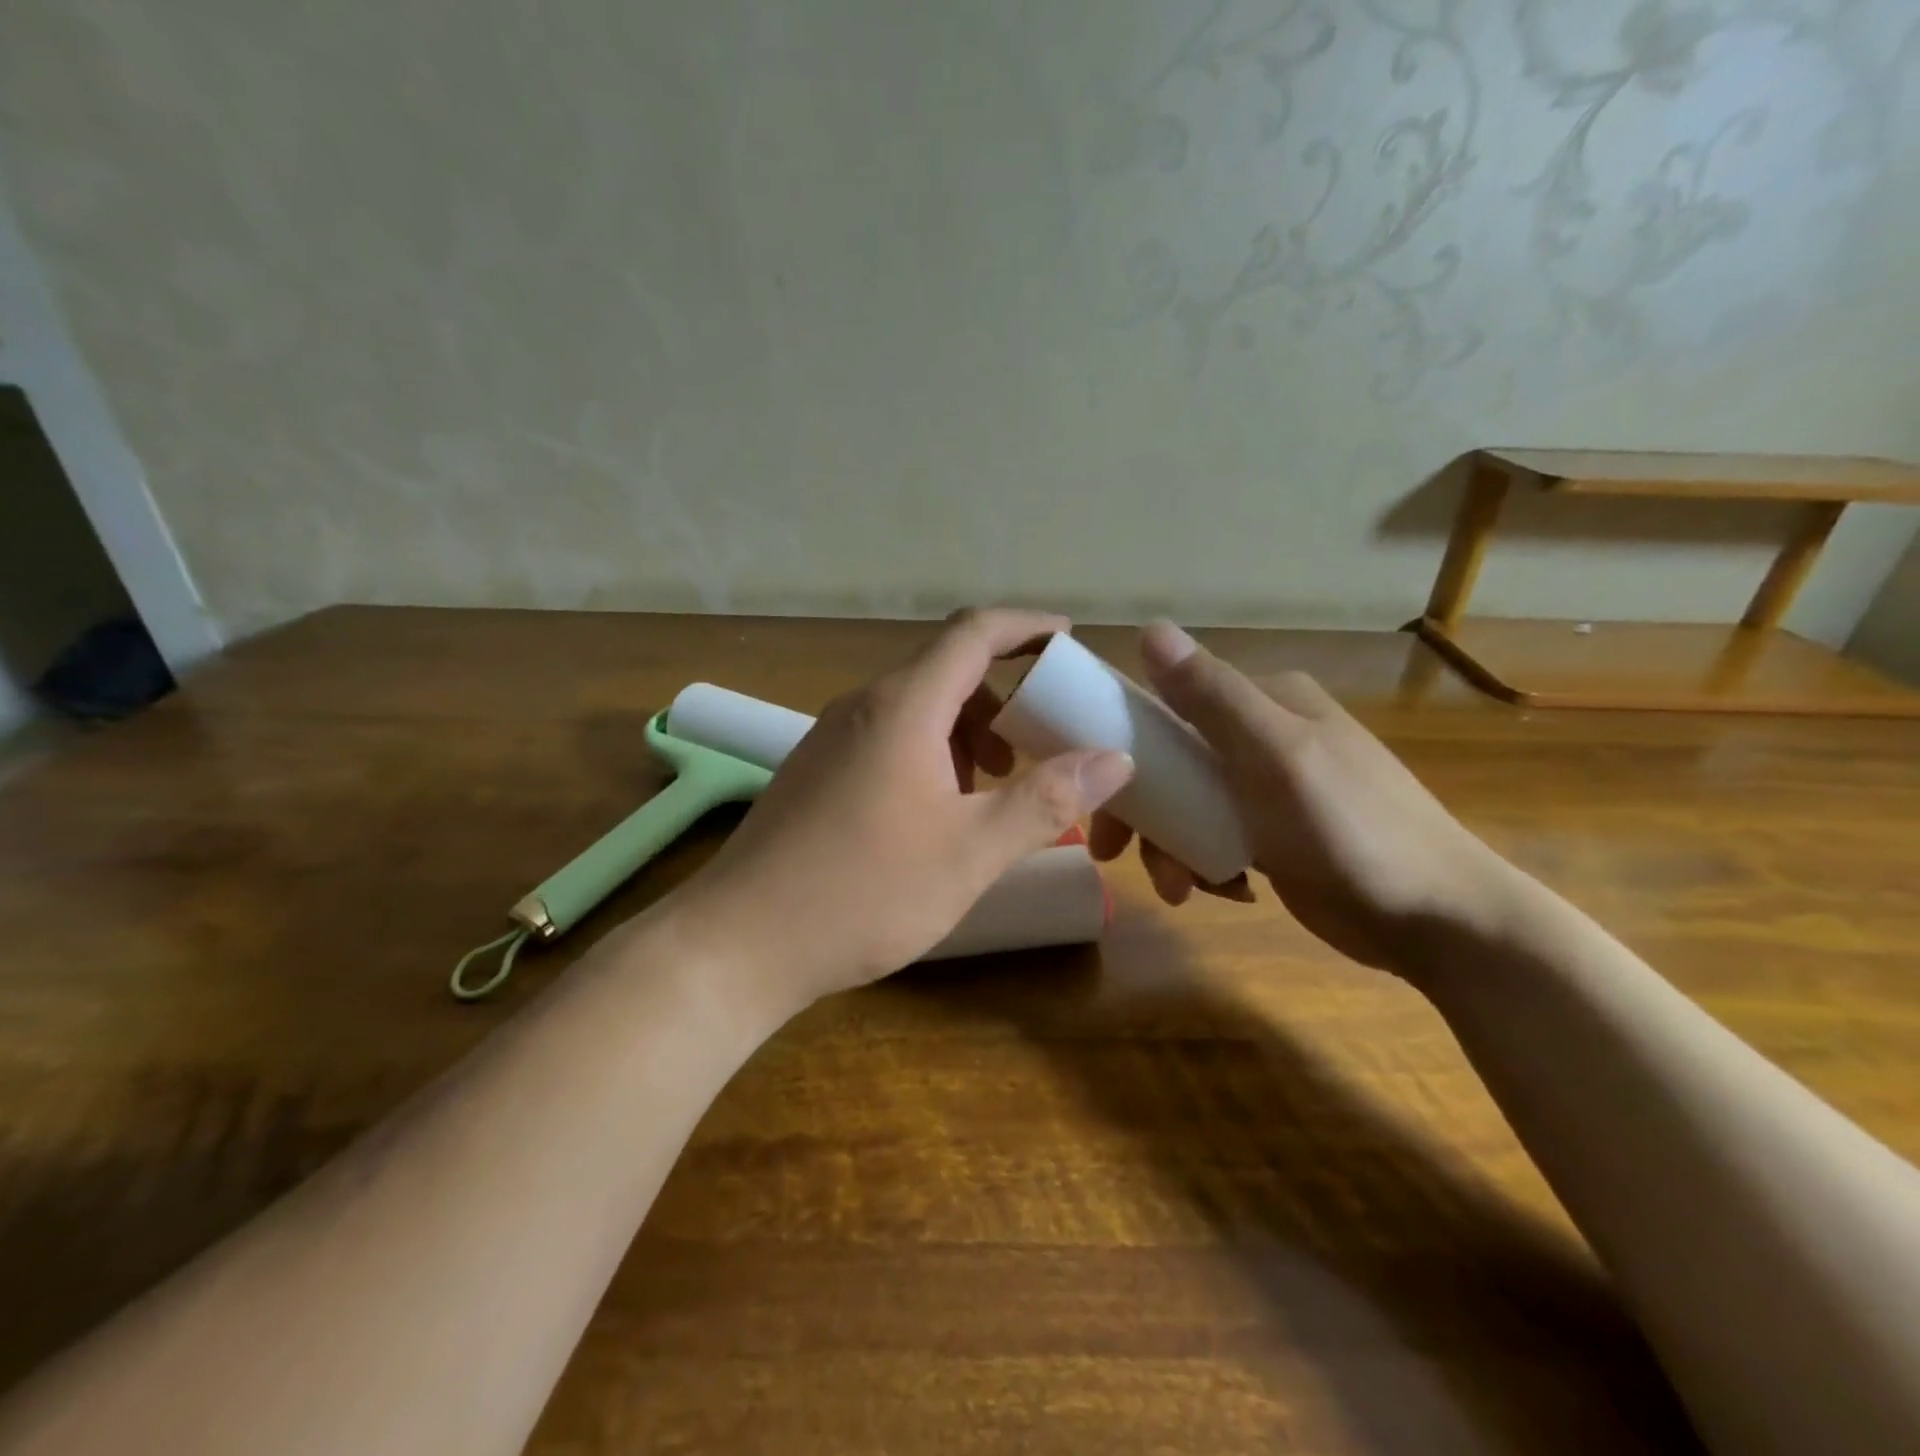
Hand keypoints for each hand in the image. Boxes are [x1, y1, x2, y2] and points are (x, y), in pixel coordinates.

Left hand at [676, 608, 1135, 1012]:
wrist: (740, 943)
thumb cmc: (864, 892)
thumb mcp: (971, 851)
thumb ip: (1046, 800)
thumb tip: (1114, 758)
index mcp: (904, 707)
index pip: (974, 633)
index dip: (1027, 626)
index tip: (1069, 641)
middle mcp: (864, 706)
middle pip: (947, 671)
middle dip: (1004, 697)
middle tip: (1044, 742)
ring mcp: (832, 738)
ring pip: (917, 710)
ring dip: (968, 733)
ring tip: (998, 787)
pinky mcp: (817, 772)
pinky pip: (889, 739)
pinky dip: (932, 755)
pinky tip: (941, 813)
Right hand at [1091, 622, 1511, 974]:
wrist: (1435, 921)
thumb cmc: (1351, 829)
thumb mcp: (1275, 757)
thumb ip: (1212, 697)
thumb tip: (1150, 628)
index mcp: (1266, 701)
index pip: (1171, 706)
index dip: (1127, 747)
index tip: (1101, 798)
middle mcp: (1264, 734)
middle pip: (1174, 762)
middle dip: (1147, 811)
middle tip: (1118, 855)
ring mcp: (1269, 787)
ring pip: (1189, 805)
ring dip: (1172, 846)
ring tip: (1181, 888)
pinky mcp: (1274, 834)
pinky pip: (1214, 837)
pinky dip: (1204, 863)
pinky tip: (1223, 889)